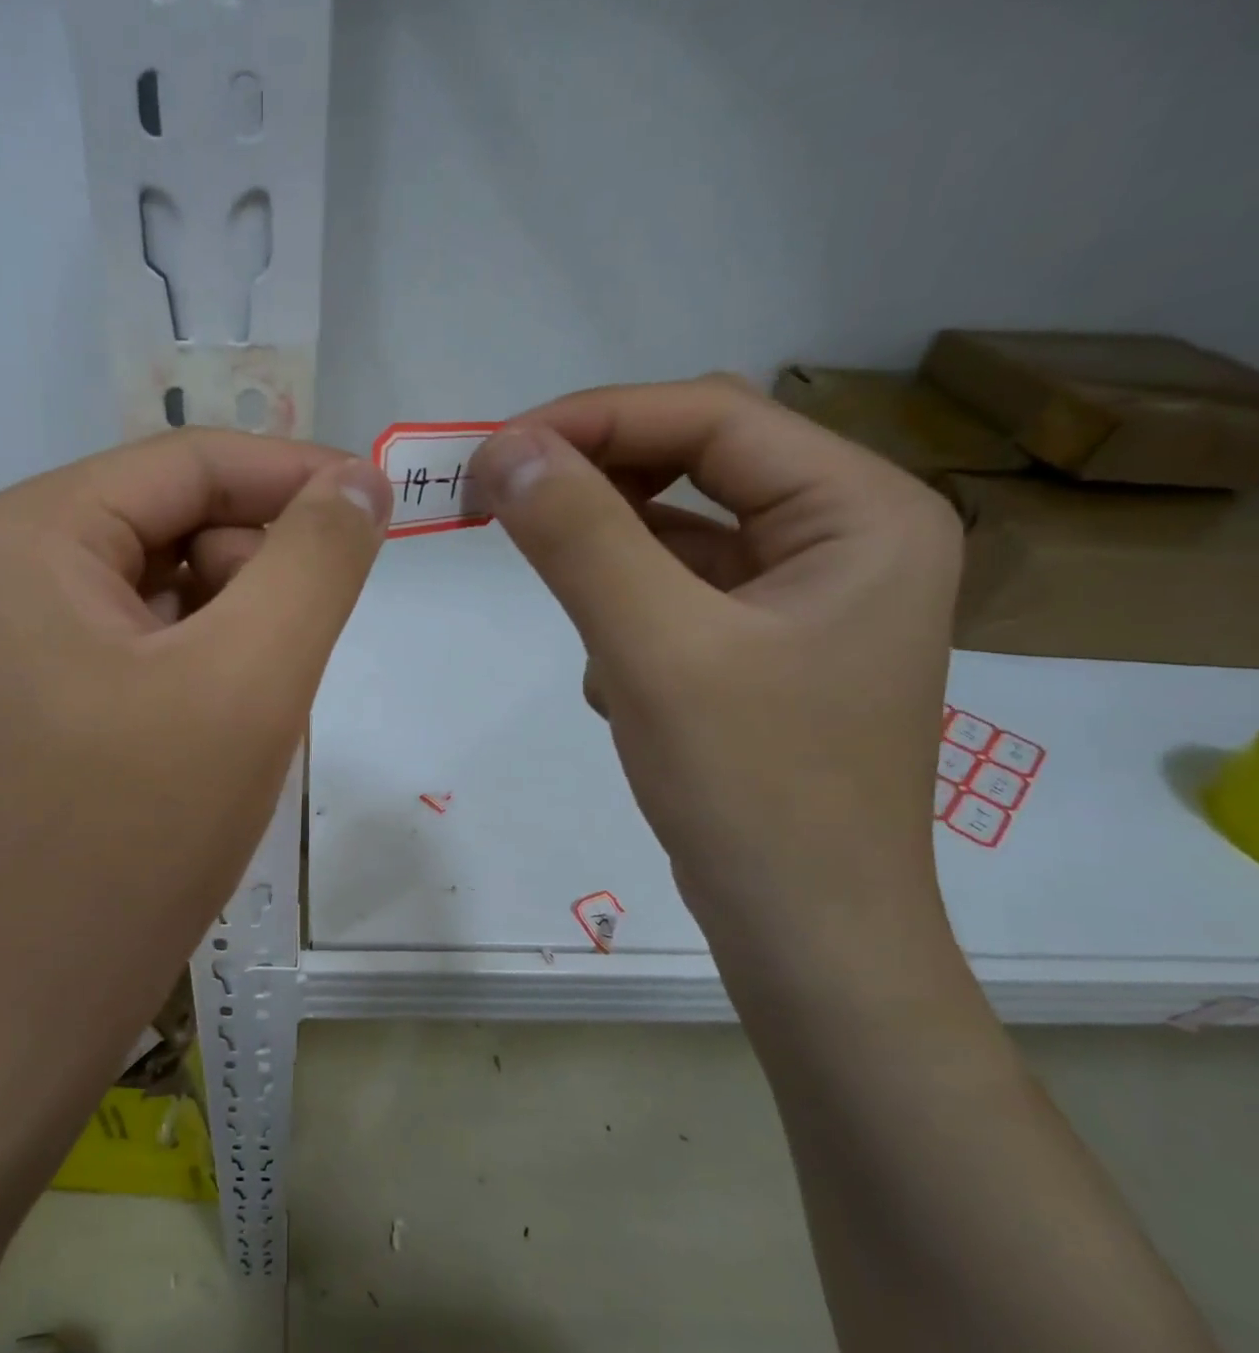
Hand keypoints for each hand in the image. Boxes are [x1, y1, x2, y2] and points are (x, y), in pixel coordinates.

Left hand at [0, 429, 389, 1097]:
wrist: (36, 998)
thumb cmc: (137, 833)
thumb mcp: (250, 679)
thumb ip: (316, 561)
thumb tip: (359, 482)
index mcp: (31, 533)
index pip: (190, 463)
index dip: (297, 476)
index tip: (385, 509)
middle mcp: (9, 566)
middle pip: (177, 522)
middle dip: (259, 574)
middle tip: (294, 662)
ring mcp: (19, 634)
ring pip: (172, 587)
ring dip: (237, 631)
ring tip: (252, 713)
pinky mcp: (42, 691)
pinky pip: (150, 642)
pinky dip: (205, 668)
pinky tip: (215, 734)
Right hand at [471, 378, 962, 957]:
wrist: (804, 933)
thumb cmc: (752, 791)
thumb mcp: (655, 652)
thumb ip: (580, 539)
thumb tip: (504, 450)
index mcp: (861, 511)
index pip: (711, 419)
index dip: (594, 419)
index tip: (492, 453)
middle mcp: (846, 536)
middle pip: (698, 464)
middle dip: (594, 478)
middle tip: (496, 498)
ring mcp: (805, 594)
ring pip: (679, 530)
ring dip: (606, 551)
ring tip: (561, 595)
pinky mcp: (763, 644)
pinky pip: (677, 590)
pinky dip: (625, 611)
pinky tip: (617, 677)